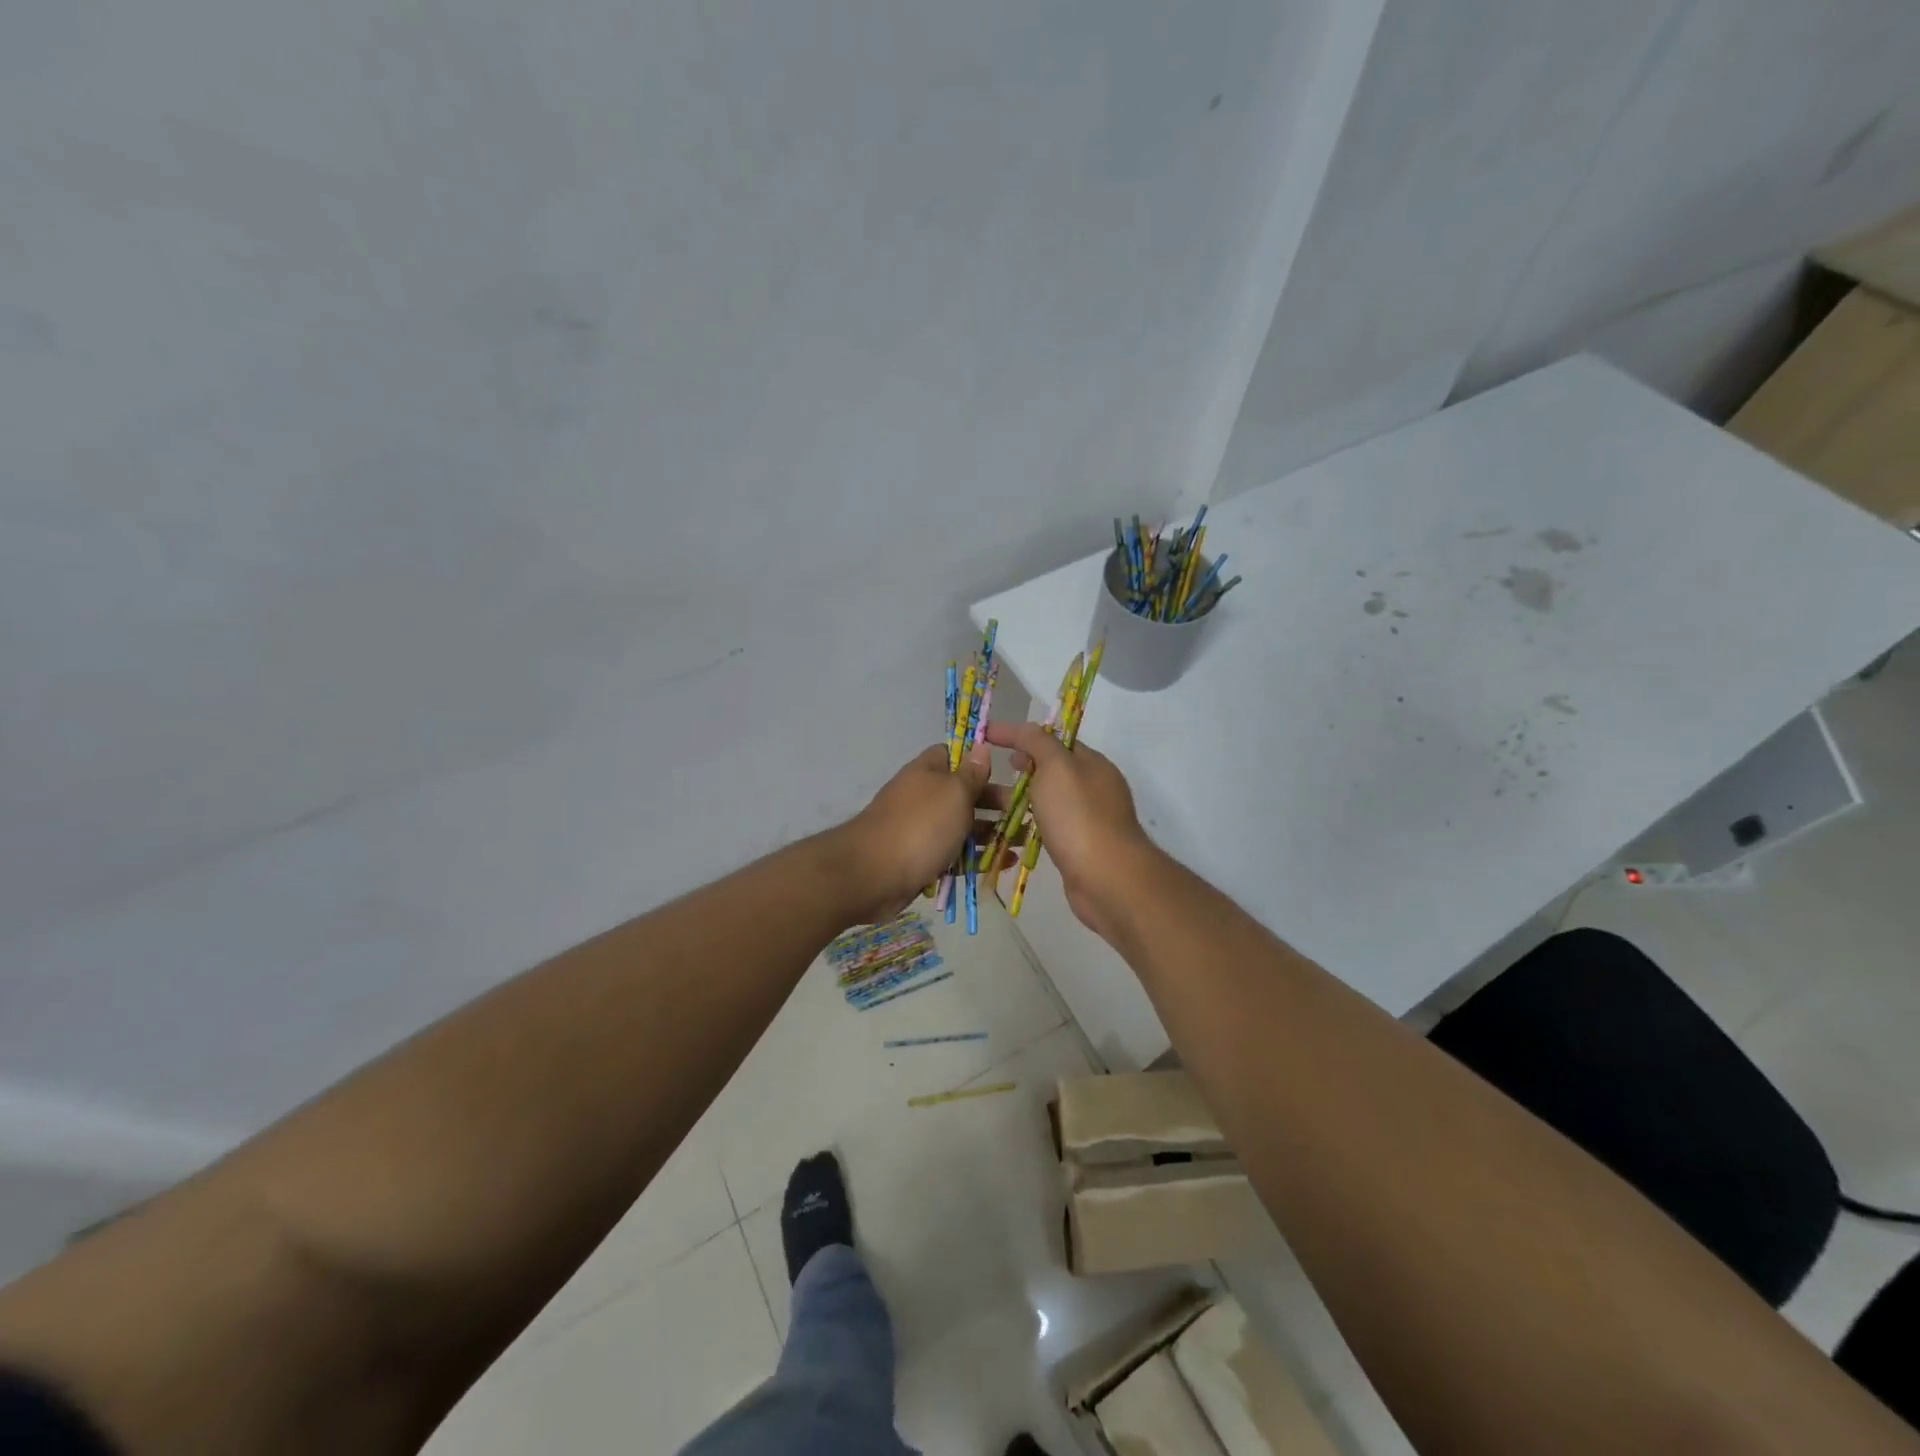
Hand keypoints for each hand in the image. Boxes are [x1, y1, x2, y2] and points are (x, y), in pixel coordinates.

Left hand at [838, 744, 1011, 923]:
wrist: (872, 875)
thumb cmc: (920, 826)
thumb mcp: (954, 792)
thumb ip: (971, 773)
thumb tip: (980, 746)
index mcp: (927, 772)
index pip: (954, 755)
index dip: (978, 760)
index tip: (1006, 771)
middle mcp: (923, 797)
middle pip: (964, 794)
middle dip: (994, 802)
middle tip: (1024, 812)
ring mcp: (922, 830)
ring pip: (962, 827)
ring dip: (992, 833)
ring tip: (1023, 841)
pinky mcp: (922, 860)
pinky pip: (955, 855)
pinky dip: (978, 858)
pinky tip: (1004, 864)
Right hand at [983, 720, 1158, 941]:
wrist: (1106, 878)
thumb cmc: (1079, 816)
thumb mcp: (1056, 767)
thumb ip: (1038, 742)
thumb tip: (1024, 732)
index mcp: (1092, 763)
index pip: (1053, 739)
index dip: (1021, 736)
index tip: (987, 737)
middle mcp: (1095, 787)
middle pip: (1053, 770)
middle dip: (1022, 767)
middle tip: (990, 771)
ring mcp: (1090, 819)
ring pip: (1050, 801)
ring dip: (1023, 799)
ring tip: (991, 804)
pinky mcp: (1082, 848)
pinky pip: (1051, 828)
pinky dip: (1032, 825)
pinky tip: (1012, 832)